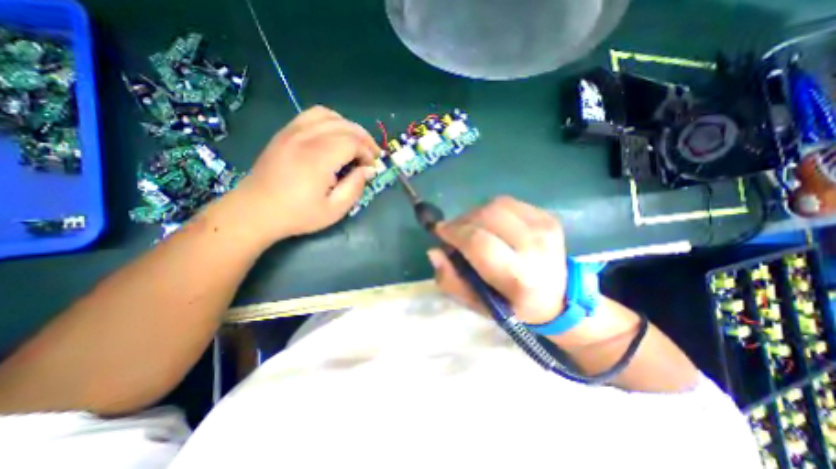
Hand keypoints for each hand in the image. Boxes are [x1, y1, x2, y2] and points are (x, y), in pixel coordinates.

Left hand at [227, 107, 378, 243]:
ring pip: (329, 115)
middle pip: (344, 126)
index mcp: (319, 158)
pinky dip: (330, 121)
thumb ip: (355, 187)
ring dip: (348, 127)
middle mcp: (306, 137)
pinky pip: (312, 115)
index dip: (368, 152)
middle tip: (371, 155)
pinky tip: (335, 135)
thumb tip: (369, 170)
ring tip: (356, 143)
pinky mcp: (285, 133)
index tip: (372, 167)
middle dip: (364, 139)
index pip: (353, 142)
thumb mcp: (334, 209)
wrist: (256, 211)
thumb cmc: (298, 214)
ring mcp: (292, 131)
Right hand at [425, 197, 567, 323]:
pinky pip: (508, 203)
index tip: (440, 232)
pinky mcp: (547, 217)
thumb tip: (434, 251)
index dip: (454, 233)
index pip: (478, 242)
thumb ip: (451, 280)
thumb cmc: (512, 305)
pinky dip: (491, 210)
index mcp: (518, 276)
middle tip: (454, 232)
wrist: (558, 298)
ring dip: (475, 214)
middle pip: (486, 216)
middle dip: (461, 221)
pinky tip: (491, 225)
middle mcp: (535, 247)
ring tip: (471, 228)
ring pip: (495, 205)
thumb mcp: (476, 304)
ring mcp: (544, 227)